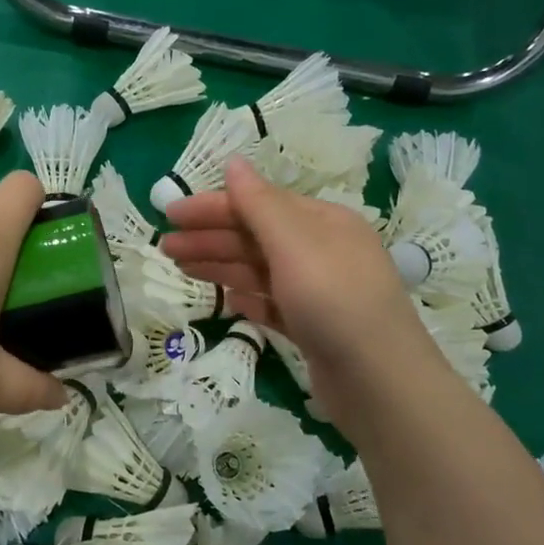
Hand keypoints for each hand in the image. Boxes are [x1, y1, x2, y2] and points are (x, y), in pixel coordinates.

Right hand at [159, 157, 443, 432]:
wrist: (379, 382)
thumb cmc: (334, 301)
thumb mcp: (294, 244)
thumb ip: (260, 205)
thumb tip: (234, 162)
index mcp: (323, 222)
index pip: (258, 204)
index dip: (212, 207)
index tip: (169, 215)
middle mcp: (322, 251)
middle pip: (256, 237)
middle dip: (210, 238)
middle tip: (165, 247)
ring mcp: (319, 292)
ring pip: (260, 270)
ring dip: (220, 265)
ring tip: (180, 268)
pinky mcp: (314, 328)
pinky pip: (273, 304)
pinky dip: (248, 298)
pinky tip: (226, 301)